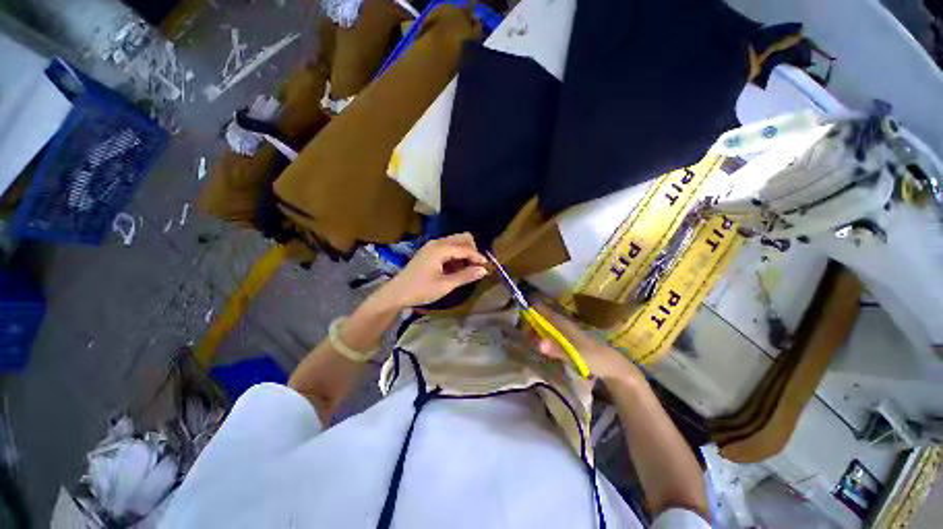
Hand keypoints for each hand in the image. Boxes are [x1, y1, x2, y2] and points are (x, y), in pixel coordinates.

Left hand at [375, 233, 488, 307]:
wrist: (396, 293)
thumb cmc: (421, 289)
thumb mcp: (445, 285)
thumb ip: (465, 276)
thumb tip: (483, 270)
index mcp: (441, 248)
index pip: (466, 248)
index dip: (478, 257)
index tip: (488, 267)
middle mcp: (437, 243)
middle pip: (462, 238)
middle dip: (472, 251)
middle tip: (476, 267)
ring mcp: (432, 246)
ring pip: (455, 243)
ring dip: (464, 253)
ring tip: (467, 271)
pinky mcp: (429, 252)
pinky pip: (448, 248)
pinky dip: (456, 256)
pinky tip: (456, 270)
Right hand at [527, 302, 644, 385]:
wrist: (613, 367)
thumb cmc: (594, 358)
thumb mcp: (575, 355)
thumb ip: (557, 350)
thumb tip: (538, 343)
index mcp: (565, 324)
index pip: (545, 312)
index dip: (532, 310)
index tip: (520, 314)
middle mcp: (564, 325)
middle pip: (544, 318)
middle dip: (531, 321)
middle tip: (520, 331)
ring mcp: (567, 333)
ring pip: (547, 326)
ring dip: (536, 329)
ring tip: (526, 336)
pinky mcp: (569, 341)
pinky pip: (552, 334)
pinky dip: (543, 336)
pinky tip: (539, 343)